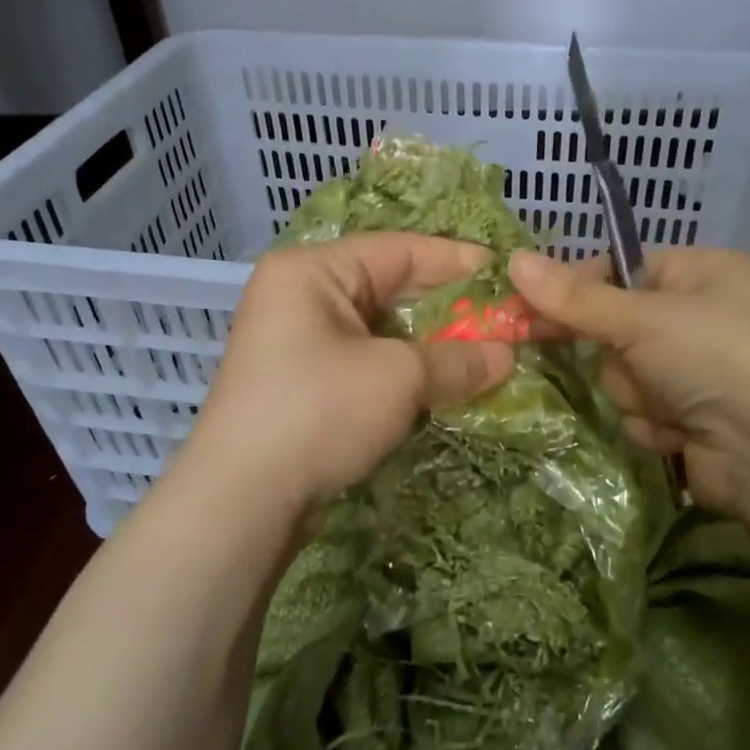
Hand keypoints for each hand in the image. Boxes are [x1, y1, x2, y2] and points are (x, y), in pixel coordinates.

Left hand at [183, 234, 515, 518]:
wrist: (242, 499)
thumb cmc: (319, 412)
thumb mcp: (398, 377)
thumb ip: (458, 359)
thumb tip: (506, 356)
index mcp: (312, 271)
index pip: (399, 250)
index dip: (457, 262)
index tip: (506, 275)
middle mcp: (299, 296)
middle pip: (388, 288)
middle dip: (447, 309)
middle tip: (501, 320)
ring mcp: (295, 343)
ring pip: (378, 331)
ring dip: (429, 345)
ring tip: (483, 353)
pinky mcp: (301, 384)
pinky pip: (364, 362)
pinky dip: (403, 372)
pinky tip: (442, 384)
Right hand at [508, 248, 749, 516]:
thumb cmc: (714, 359)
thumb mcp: (641, 319)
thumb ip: (574, 297)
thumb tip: (512, 259)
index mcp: (702, 273)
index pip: (620, 269)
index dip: (579, 289)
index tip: (534, 309)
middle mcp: (702, 316)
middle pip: (616, 328)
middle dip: (620, 357)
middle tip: (628, 363)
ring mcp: (698, 370)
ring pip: (624, 375)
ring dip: (636, 394)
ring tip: (672, 403)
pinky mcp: (692, 416)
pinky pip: (641, 410)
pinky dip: (654, 423)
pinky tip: (681, 431)